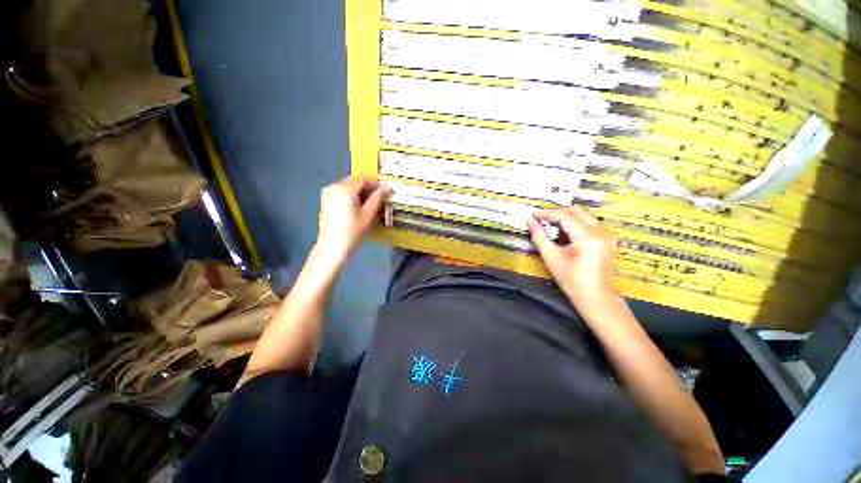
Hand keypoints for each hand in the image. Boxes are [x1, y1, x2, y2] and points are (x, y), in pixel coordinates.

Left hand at [315, 176, 390, 259]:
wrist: (332, 247)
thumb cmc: (353, 231)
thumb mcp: (368, 214)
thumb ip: (378, 197)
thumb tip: (388, 186)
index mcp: (344, 189)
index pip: (363, 178)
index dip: (376, 183)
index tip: (386, 190)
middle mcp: (334, 186)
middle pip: (354, 181)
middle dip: (368, 187)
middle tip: (380, 198)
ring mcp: (328, 193)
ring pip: (348, 186)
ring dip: (360, 191)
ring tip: (371, 203)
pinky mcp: (325, 200)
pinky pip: (341, 192)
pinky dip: (351, 196)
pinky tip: (359, 207)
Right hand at [528, 206, 617, 302]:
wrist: (595, 297)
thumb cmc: (571, 280)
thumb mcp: (551, 257)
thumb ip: (540, 236)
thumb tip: (530, 221)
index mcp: (587, 237)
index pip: (565, 216)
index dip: (546, 213)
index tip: (532, 214)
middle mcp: (601, 231)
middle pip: (576, 211)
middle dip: (556, 212)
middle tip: (540, 218)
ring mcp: (607, 234)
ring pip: (583, 214)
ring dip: (565, 216)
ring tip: (549, 222)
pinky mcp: (608, 238)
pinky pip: (589, 222)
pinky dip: (574, 222)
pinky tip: (563, 229)